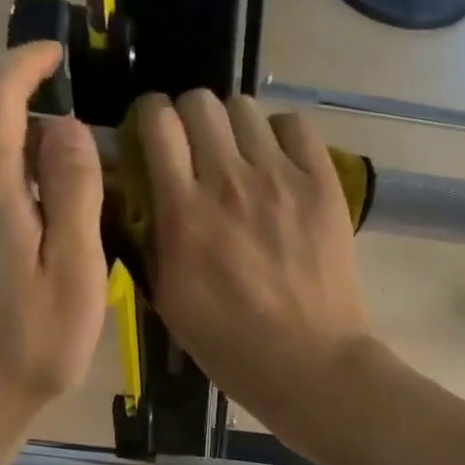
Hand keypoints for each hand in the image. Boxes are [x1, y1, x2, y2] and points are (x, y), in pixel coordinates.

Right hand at [139, 91, 375, 434]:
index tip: (155, 139)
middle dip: (190, 119)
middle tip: (198, 151)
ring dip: (234, 127)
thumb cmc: (232, 345)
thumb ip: (150, 238)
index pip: (157, 121)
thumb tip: (141, 194)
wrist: (309, 362)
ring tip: (242, 158)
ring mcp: (281, 178)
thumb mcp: (168, 300)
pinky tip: (281, 163)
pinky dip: (282, 135)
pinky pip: (296, 125)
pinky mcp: (322, 184)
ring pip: (245, 108)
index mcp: (183, 211)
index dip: (151, 120)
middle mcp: (229, 181)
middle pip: (199, 102)